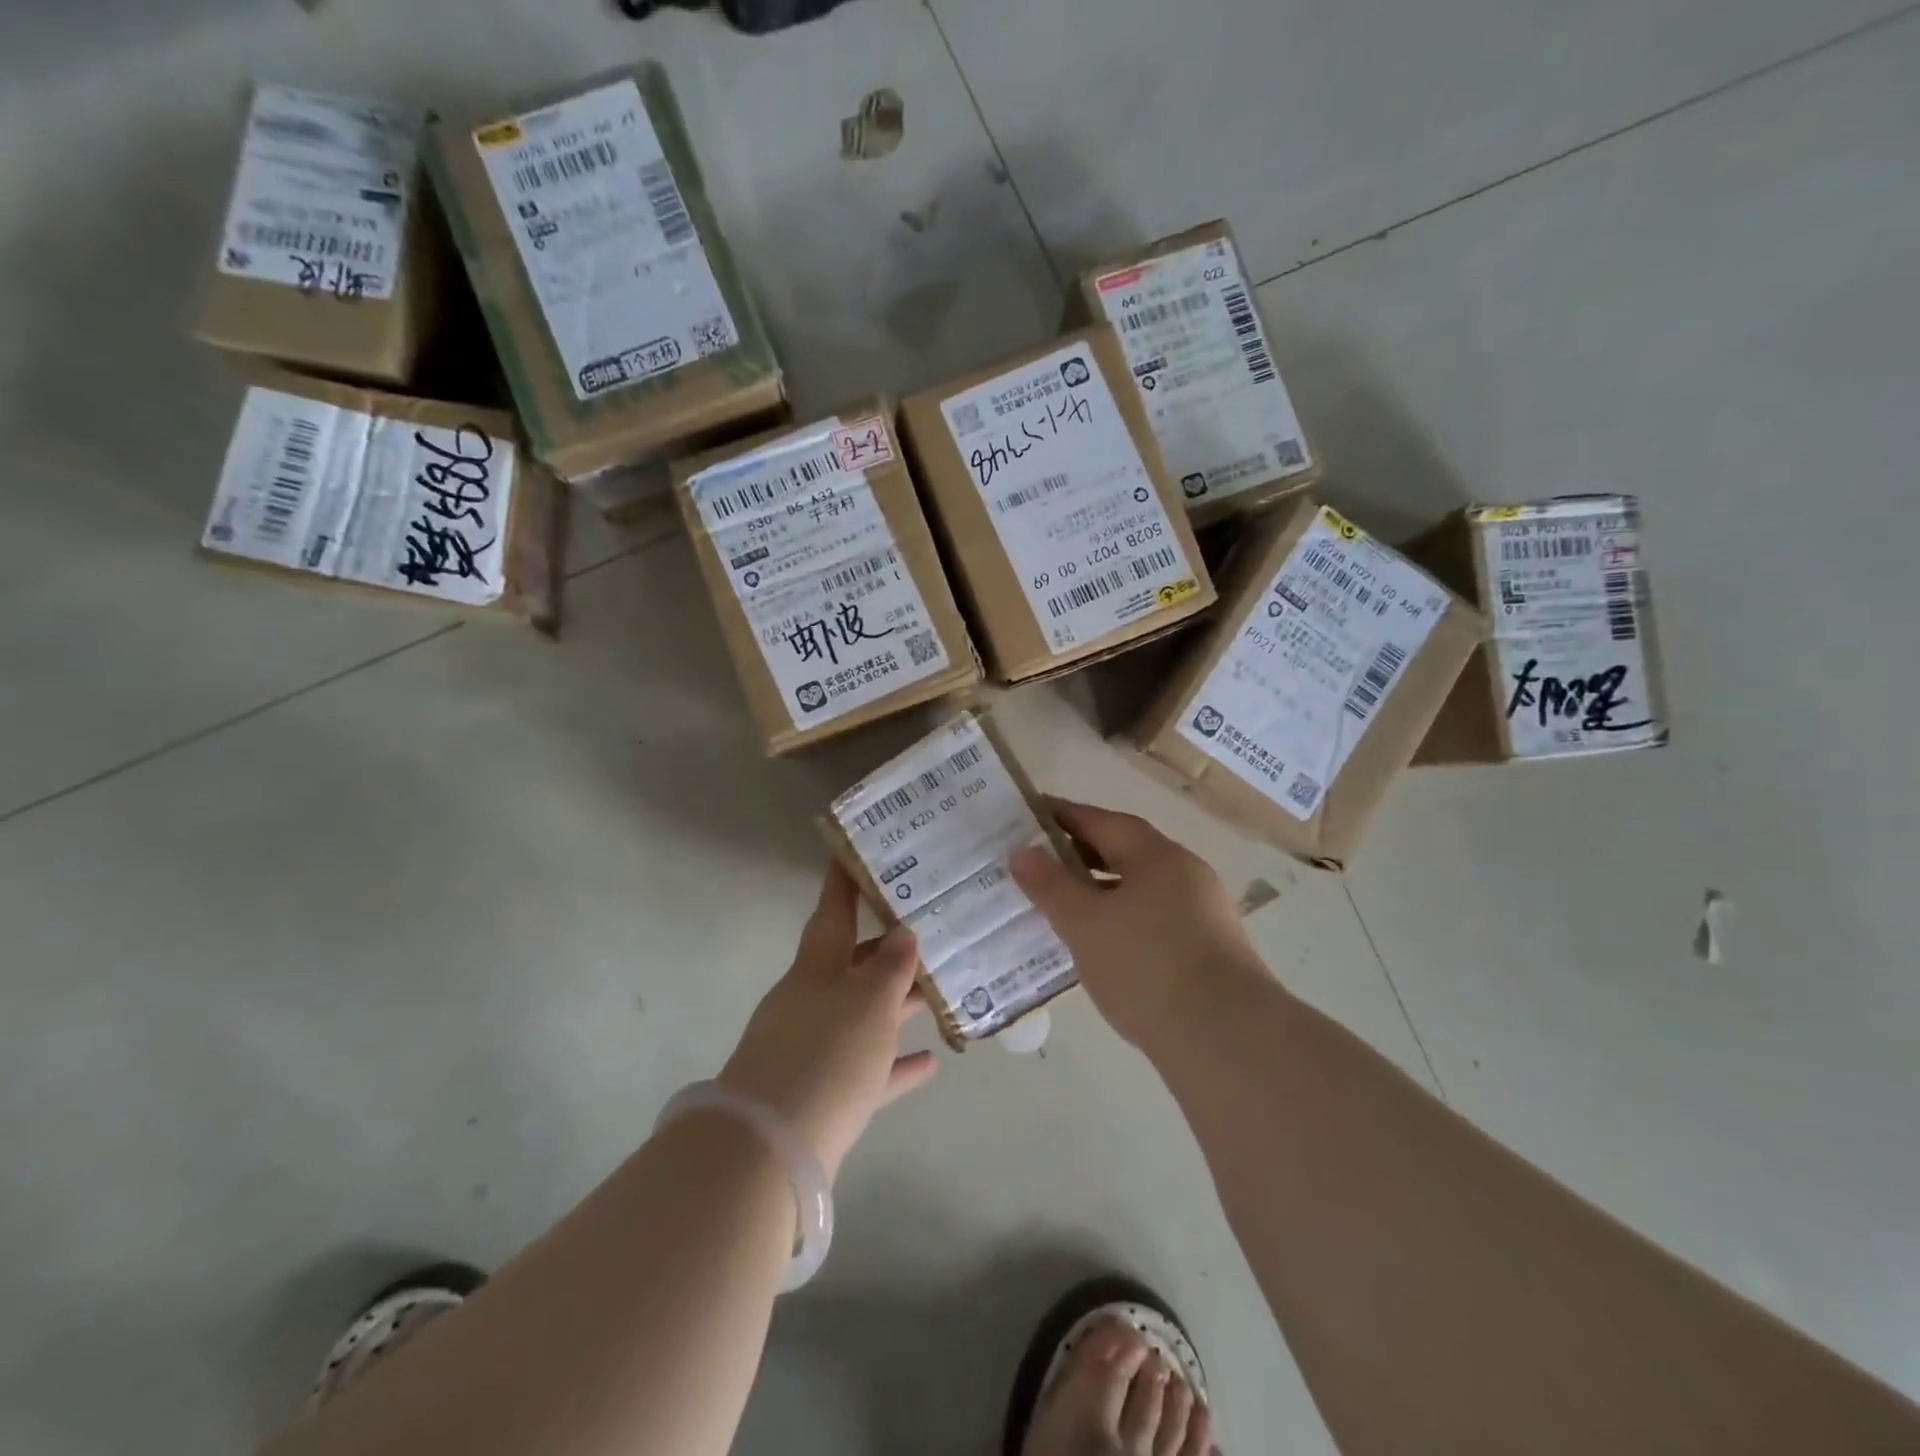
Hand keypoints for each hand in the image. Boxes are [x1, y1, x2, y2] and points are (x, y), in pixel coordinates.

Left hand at [719, 862, 937, 1181]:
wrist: (769, 1150)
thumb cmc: (826, 1056)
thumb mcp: (868, 1004)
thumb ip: (890, 968)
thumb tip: (903, 933)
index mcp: (816, 969)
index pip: (832, 912)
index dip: (843, 882)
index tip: (852, 851)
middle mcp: (810, 1001)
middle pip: (850, 964)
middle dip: (885, 949)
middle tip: (925, 929)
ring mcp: (812, 1048)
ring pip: (862, 1015)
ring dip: (896, 1006)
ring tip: (937, 992)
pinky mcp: (821, 1095)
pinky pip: (866, 1070)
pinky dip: (894, 1064)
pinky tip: (929, 1062)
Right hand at [1011, 800, 1265, 1051]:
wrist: (1225, 1038)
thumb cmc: (1146, 965)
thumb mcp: (1084, 923)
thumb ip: (1050, 885)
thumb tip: (1023, 852)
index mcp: (1157, 855)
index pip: (1103, 821)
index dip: (1065, 815)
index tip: (1032, 814)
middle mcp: (1186, 874)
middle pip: (1126, 852)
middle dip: (1082, 854)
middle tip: (1040, 862)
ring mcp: (1204, 913)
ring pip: (1141, 889)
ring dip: (1103, 891)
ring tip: (1064, 907)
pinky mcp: (1210, 951)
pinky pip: (1155, 920)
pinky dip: (1123, 921)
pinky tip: (1103, 947)